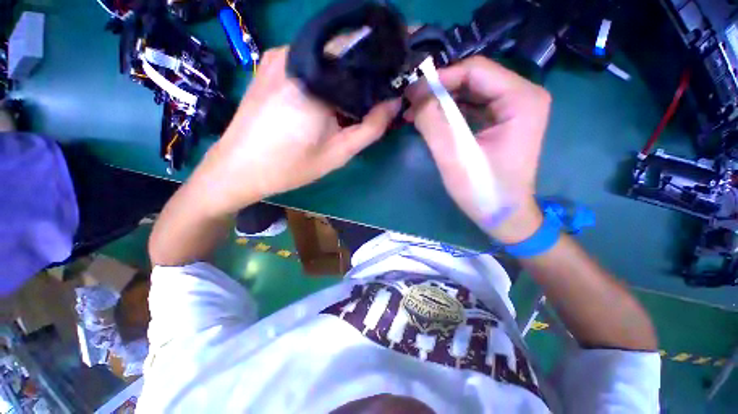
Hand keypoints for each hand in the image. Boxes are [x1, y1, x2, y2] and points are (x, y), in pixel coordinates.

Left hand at [191, 47, 400, 215]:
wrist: (239, 168)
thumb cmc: (291, 166)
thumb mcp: (339, 152)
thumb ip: (371, 128)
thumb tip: (393, 103)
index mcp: (315, 79)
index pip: (361, 55)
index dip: (378, 70)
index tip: (387, 89)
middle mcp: (295, 54)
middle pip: (342, 54)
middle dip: (360, 77)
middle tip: (365, 105)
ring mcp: (278, 55)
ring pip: (325, 58)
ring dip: (340, 79)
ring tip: (342, 107)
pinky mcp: (268, 63)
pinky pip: (306, 61)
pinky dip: (321, 77)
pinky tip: (319, 101)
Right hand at [405, 56, 550, 242]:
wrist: (504, 215)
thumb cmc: (483, 190)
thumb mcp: (454, 157)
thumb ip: (433, 123)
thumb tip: (415, 96)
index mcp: (521, 99)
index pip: (475, 71)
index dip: (440, 78)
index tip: (411, 92)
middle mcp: (522, 96)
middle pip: (473, 78)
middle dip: (439, 89)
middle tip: (410, 103)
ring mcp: (513, 108)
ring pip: (470, 91)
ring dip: (441, 100)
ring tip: (415, 112)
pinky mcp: (502, 121)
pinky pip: (472, 106)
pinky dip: (449, 111)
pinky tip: (431, 119)